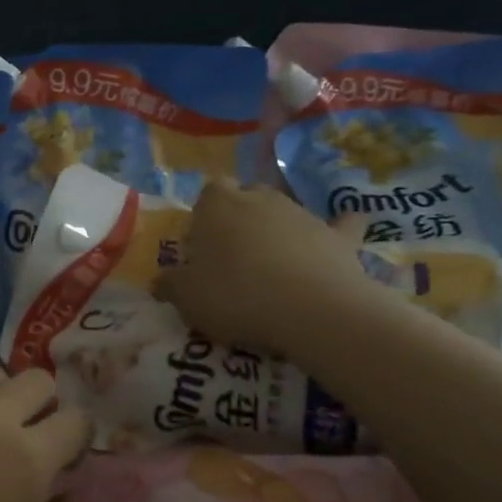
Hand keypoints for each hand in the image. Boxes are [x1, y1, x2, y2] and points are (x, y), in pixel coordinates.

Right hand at [156, 180, 379, 358]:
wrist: (313, 311)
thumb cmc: (236, 295)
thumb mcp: (187, 297)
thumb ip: (170, 285)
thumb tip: (160, 281)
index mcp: (218, 205)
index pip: (209, 191)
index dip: (205, 214)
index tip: (202, 243)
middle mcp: (261, 199)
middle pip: (247, 197)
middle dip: (240, 218)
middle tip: (232, 256)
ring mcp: (304, 215)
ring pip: (285, 212)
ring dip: (277, 231)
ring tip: (271, 267)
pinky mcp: (340, 238)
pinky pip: (341, 226)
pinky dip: (338, 231)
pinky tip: (339, 237)